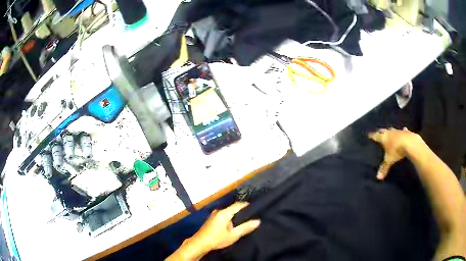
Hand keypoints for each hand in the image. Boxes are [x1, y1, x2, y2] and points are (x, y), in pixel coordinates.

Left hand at [192, 202, 259, 250]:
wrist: (200, 243)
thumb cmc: (217, 239)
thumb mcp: (233, 235)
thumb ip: (245, 227)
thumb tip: (258, 221)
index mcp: (224, 213)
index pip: (238, 205)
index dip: (247, 205)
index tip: (256, 208)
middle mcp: (218, 211)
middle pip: (233, 208)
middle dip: (242, 211)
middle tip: (252, 216)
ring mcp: (214, 214)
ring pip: (228, 212)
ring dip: (235, 216)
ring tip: (244, 221)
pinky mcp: (211, 219)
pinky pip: (224, 215)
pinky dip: (229, 218)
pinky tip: (233, 225)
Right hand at [368, 127, 418, 179]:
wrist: (410, 143)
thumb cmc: (397, 150)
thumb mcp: (389, 160)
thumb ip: (384, 167)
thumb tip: (378, 178)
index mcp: (384, 138)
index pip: (375, 136)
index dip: (372, 136)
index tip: (369, 135)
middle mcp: (389, 132)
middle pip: (383, 130)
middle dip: (380, 131)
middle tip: (377, 132)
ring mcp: (398, 131)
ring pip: (392, 129)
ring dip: (390, 131)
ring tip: (389, 131)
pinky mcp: (405, 131)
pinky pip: (402, 130)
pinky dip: (402, 131)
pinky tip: (403, 129)